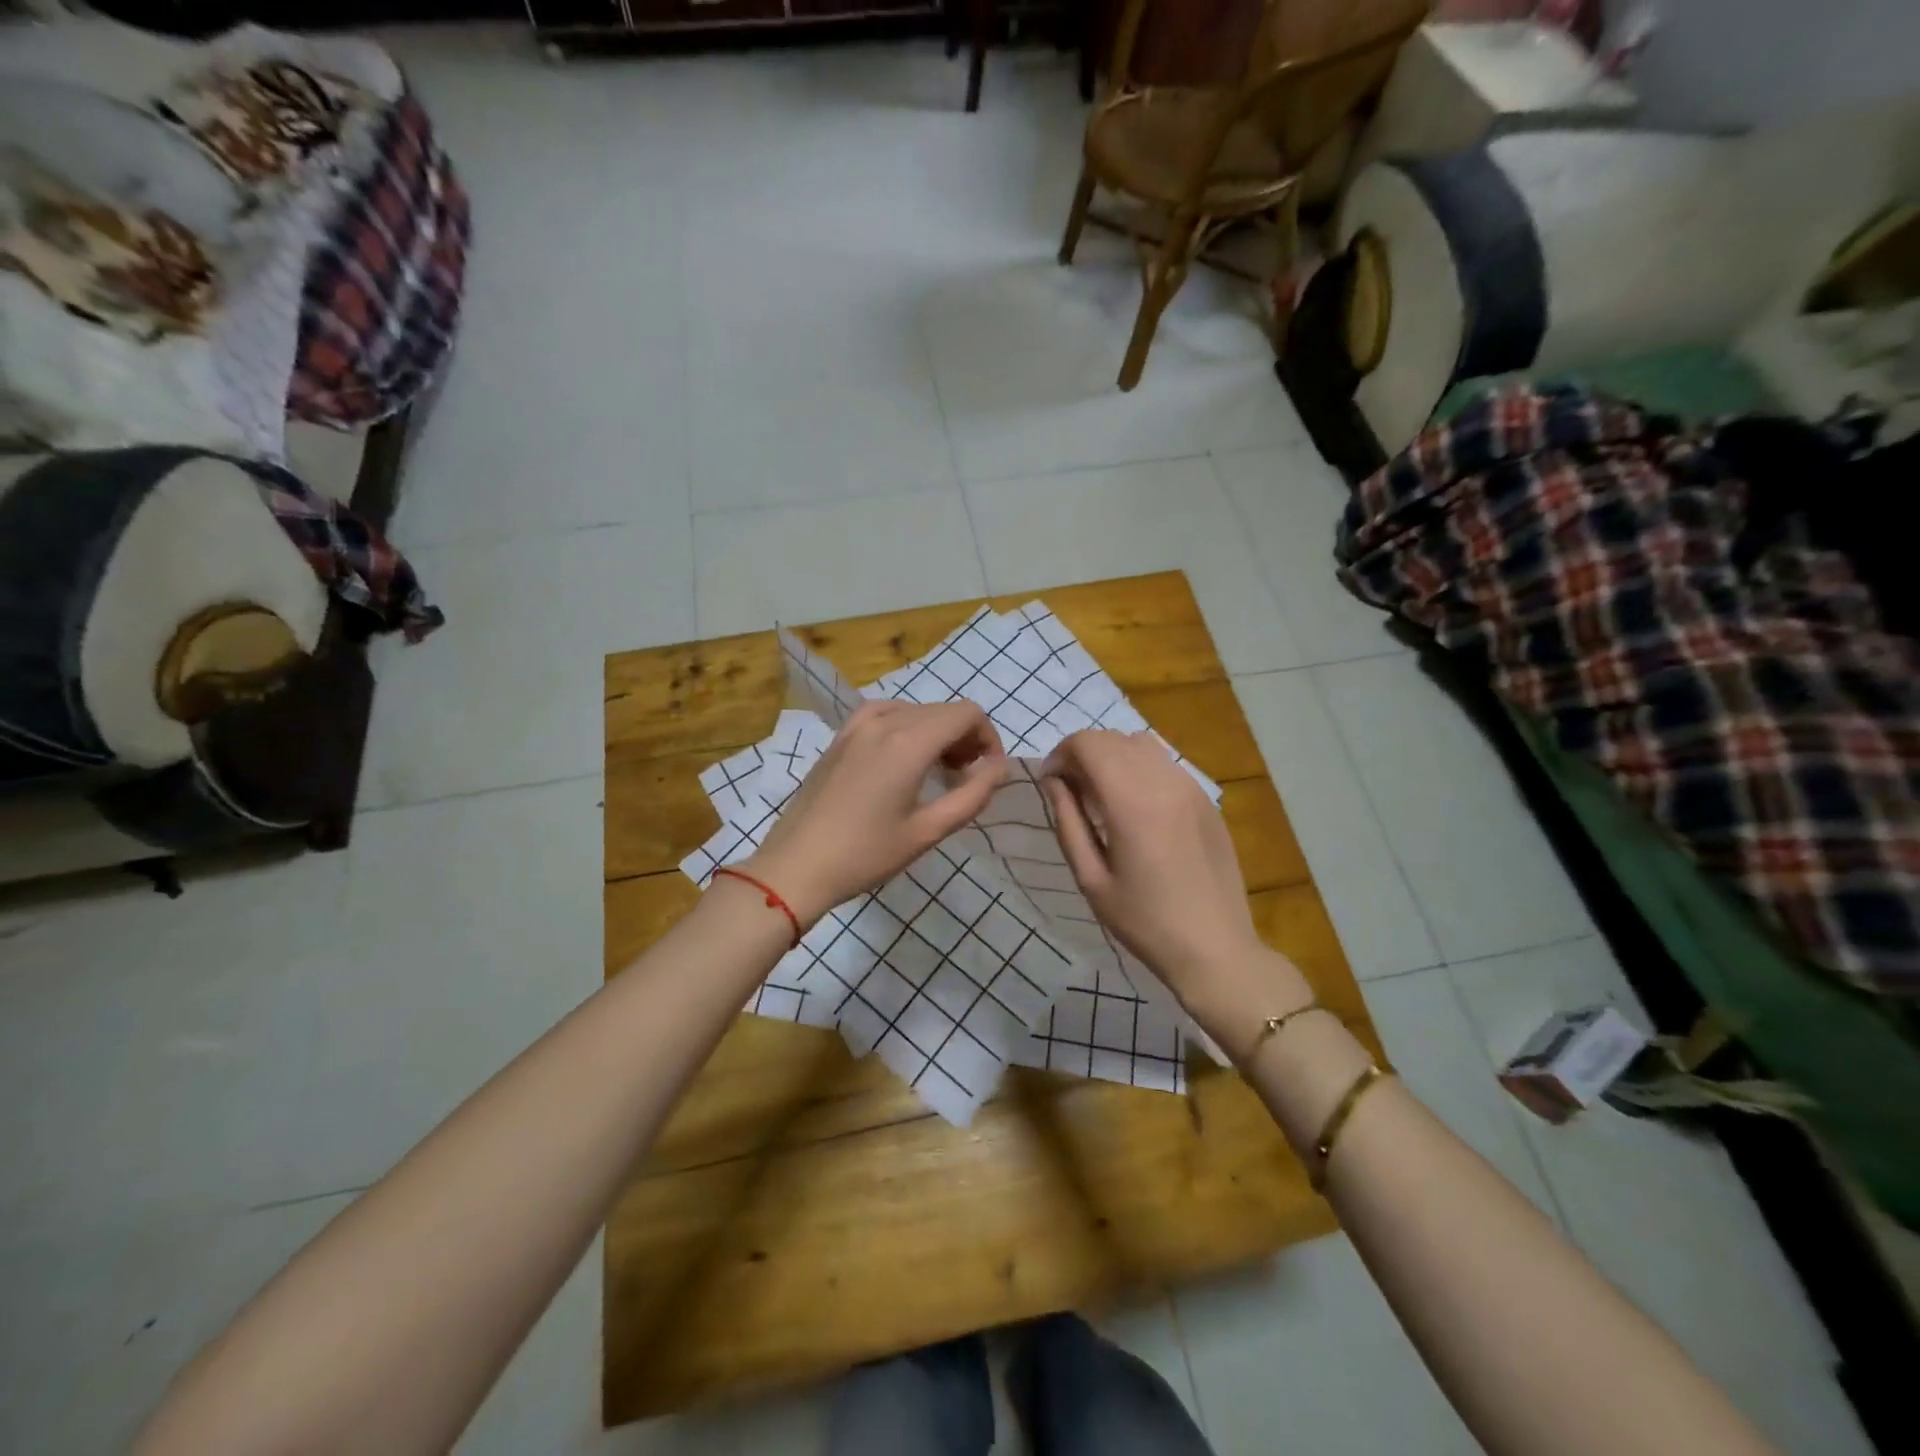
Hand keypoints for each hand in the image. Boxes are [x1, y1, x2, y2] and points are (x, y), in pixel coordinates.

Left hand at [745, 700, 1008, 925]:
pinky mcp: (839, 737)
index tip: (988, 772)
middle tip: (966, 777)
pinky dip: (905, 727)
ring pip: (914, 710)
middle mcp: (884, 722)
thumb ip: (973, 795)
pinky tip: (901, 757)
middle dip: (965, 737)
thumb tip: (999, 769)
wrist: (796, 865)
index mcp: (909, 742)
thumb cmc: (866, 854)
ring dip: (936, 731)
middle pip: (942, 709)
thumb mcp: (929, 831)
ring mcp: (856, 726)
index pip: (967, 713)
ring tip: (936, 769)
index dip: (988, 737)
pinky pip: (884, 714)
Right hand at [1041, 730, 1307, 1033]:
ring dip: (1113, 757)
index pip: (1088, 743)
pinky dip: (1139, 768)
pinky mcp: (1206, 800)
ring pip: (1142, 744)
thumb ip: (1068, 822)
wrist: (1216, 949)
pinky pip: (1165, 764)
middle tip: (1071, 791)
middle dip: (1083, 754)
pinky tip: (1136, 806)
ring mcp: (1191, 787)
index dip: (1061, 754)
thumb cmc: (1144, 922)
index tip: (1051, 783)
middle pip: (1113, 738)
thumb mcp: (1091, 878)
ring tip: (1102, 795)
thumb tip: (1053, 781)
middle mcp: (1164, 781)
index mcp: (1132, 802)